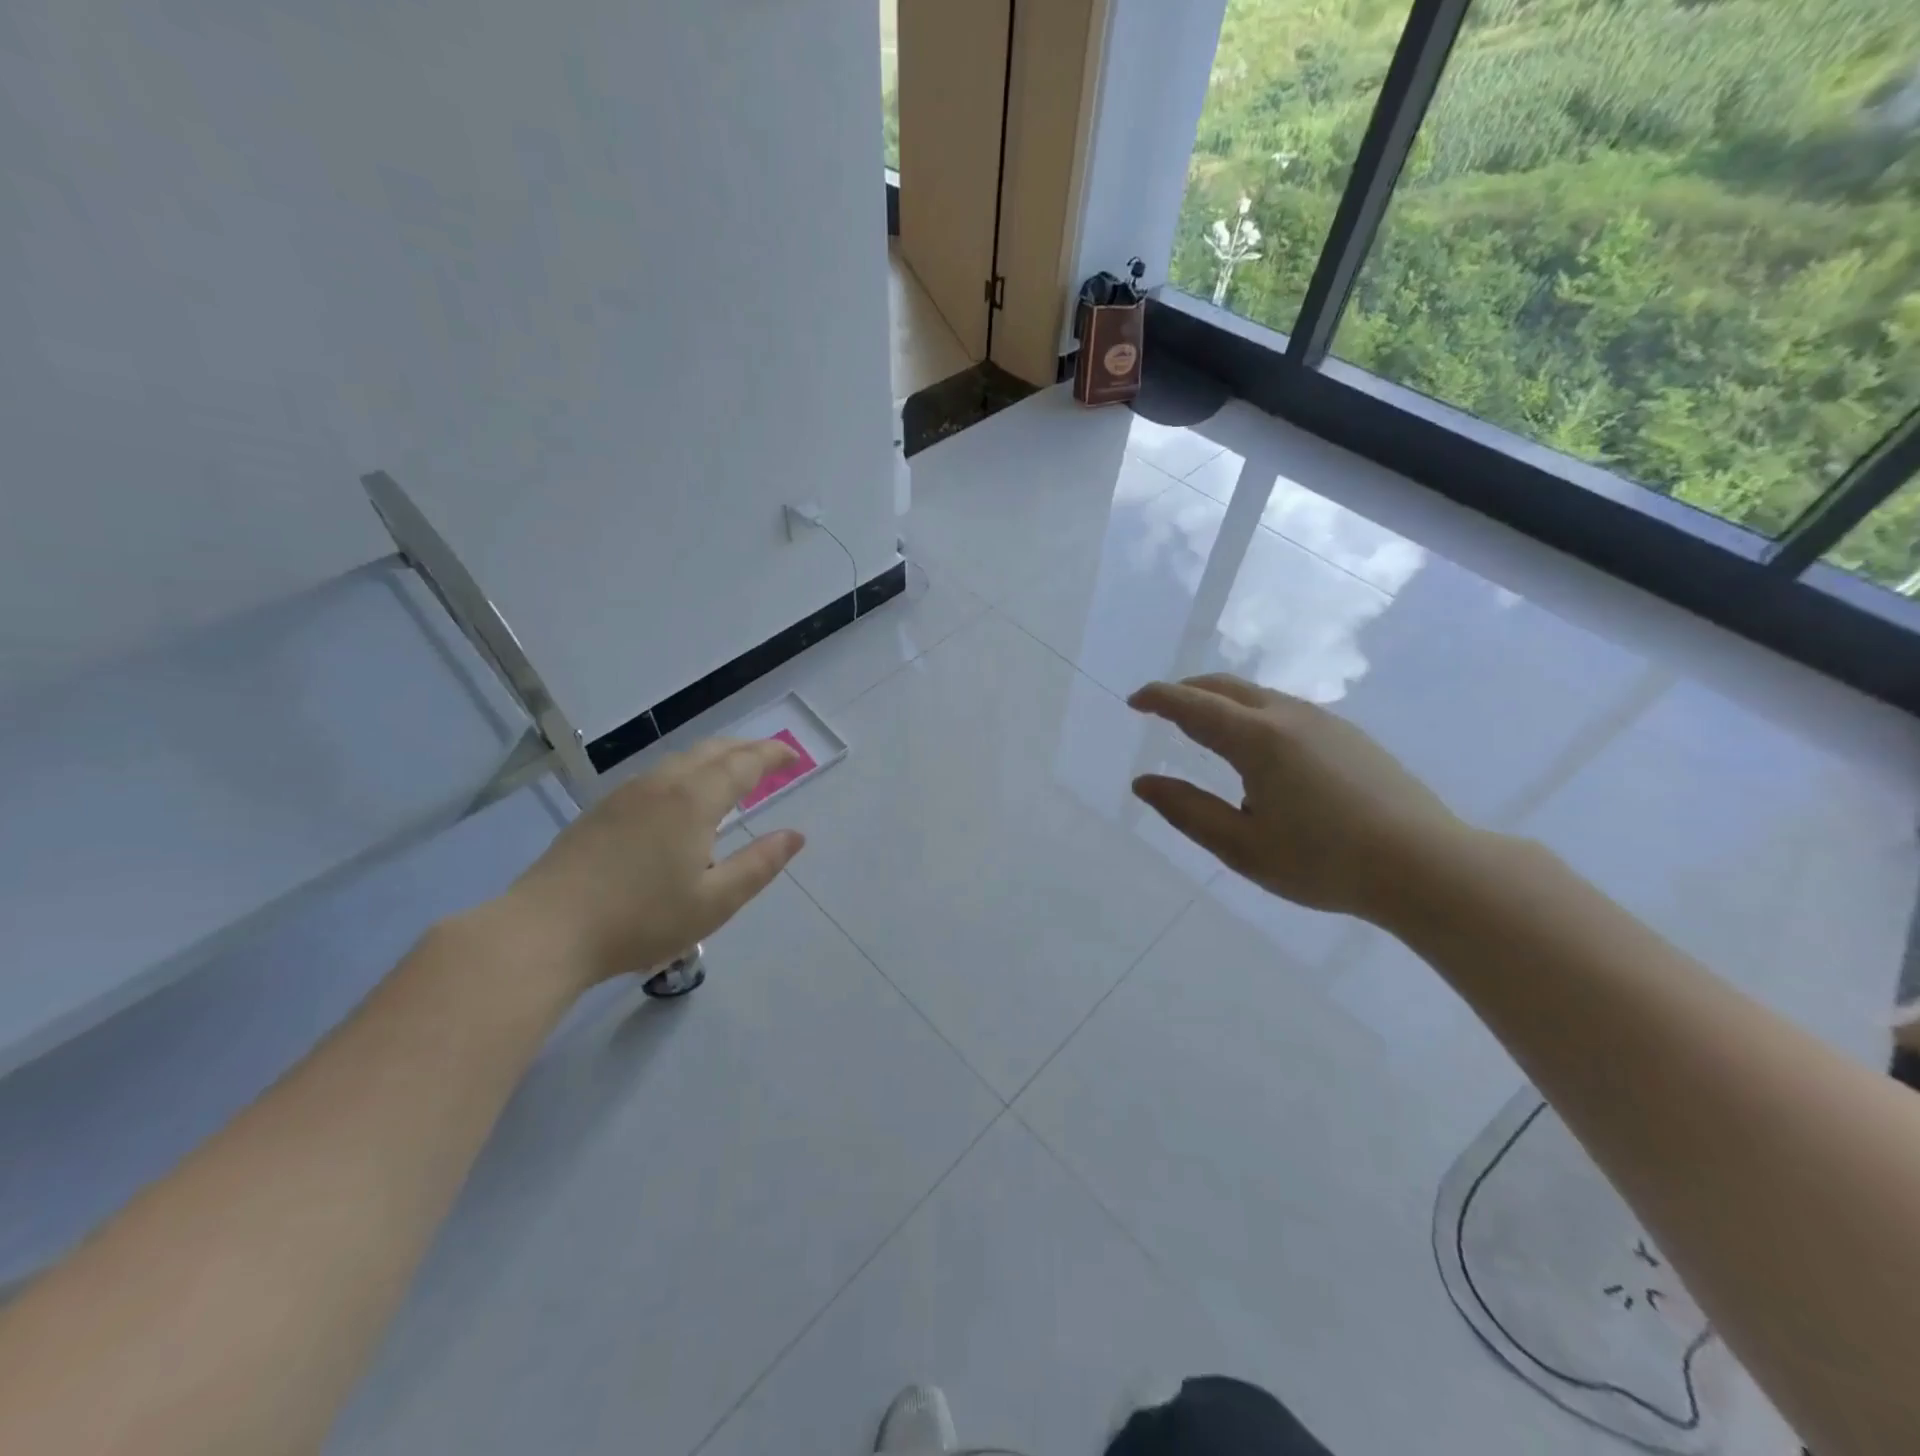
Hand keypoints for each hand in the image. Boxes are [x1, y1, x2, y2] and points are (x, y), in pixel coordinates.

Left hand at [500, 738, 805, 989]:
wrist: (546, 931)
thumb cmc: (640, 919)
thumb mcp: (714, 903)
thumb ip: (759, 865)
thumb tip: (795, 836)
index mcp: (693, 801)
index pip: (743, 763)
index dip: (771, 755)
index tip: (793, 756)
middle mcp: (662, 785)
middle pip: (711, 751)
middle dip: (746, 749)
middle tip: (770, 759)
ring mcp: (626, 794)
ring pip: (680, 759)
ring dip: (714, 758)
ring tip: (731, 773)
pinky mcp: (601, 810)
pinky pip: (657, 775)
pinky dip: (686, 771)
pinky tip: (682, 797)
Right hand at [1128, 674, 1466, 924]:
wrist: (1425, 866)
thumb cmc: (1322, 861)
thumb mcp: (1241, 846)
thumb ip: (1186, 810)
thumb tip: (1143, 783)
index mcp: (1257, 739)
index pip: (1193, 705)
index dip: (1158, 699)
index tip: (1134, 700)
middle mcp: (1289, 716)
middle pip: (1226, 687)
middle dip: (1188, 691)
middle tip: (1162, 709)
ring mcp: (1325, 722)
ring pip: (1259, 696)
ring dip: (1223, 703)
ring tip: (1206, 731)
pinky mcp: (1350, 736)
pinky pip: (1286, 710)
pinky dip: (1253, 715)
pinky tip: (1260, 752)